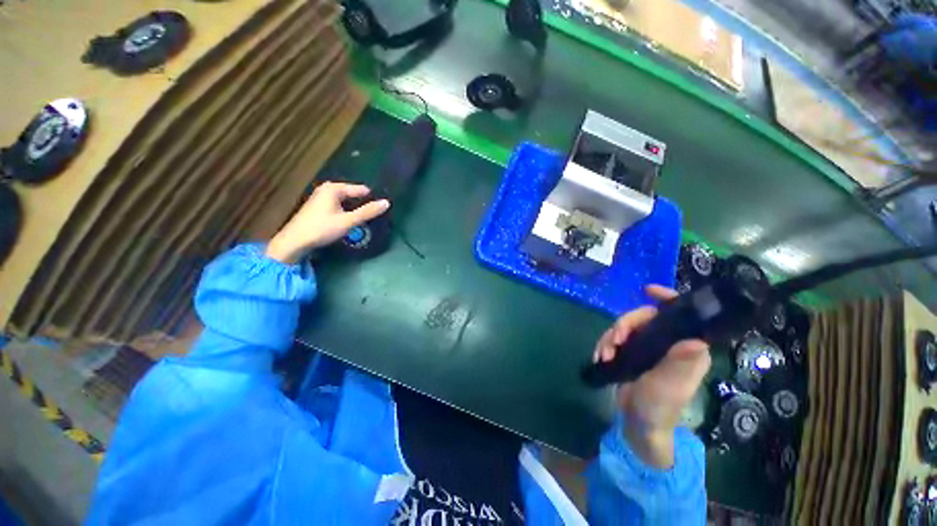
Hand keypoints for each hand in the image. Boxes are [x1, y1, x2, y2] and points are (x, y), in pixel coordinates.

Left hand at [265, 182, 389, 263]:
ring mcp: (320, 198)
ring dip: (354, 209)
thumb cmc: (322, 228)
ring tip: (365, 220)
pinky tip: (349, 222)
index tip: (382, 208)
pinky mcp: (318, 207)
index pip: (360, 189)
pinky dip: (345, 212)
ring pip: (345, 201)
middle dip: (362, 204)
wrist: (295, 241)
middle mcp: (326, 189)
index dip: (371, 199)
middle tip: (374, 216)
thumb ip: (367, 212)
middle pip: (352, 195)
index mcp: (334, 189)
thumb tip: (386, 202)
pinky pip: (338, 206)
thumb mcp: (348, 221)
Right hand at [592, 285, 710, 467]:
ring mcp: (648, 347)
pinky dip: (606, 344)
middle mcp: (668, 343)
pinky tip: (600, 357)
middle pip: (645, 318)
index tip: (647, 290)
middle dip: (625, 325)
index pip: (683, 315)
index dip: (667, 298)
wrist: (638, 424)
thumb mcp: (668, 385)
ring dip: (611, 337)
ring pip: (627, 327)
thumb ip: (679, 363)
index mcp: (685, 348)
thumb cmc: (658, 406)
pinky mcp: (632, 353)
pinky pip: (616, 338)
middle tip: (614, 340)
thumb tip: (697, 340)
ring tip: (604, 355)